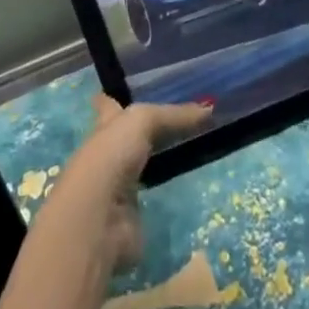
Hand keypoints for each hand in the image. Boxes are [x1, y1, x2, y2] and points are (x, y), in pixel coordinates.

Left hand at [53, 95, 210, 270]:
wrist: (99, 217)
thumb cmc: (111, 155)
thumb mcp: (142, 121)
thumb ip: (173, 115)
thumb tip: (209, 108)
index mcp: (105, 126)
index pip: (109, 106)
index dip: (114, 99)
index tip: (123, 91)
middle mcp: (109, 154)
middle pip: (127, 138)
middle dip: (143, 132)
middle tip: (174, 124)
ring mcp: (119, 188)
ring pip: (141, 169)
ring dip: (156, 164)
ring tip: (186, 152)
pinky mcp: (132, 217)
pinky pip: (154, 201)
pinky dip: (166, 197)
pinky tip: (184, 191)